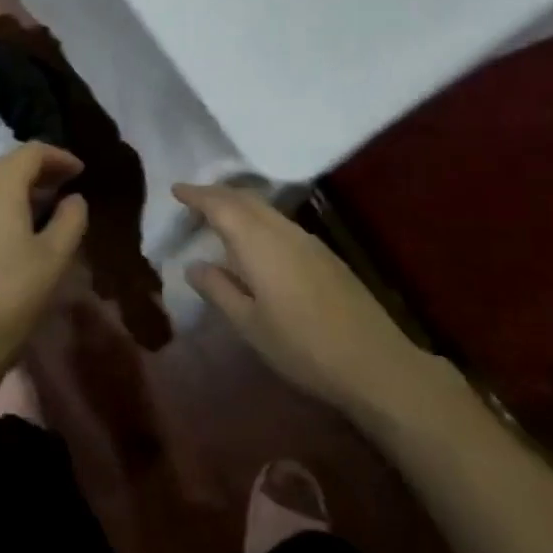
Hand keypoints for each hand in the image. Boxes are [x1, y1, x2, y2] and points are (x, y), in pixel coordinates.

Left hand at [0, 143, 87, 388]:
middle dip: (41, 168)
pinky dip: (6, 202)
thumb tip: (74, 199)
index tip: (82, 171)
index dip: (58, 156)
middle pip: (8, 164)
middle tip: (69, 183)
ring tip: (51, 203)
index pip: (30, 153)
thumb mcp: (55, 257)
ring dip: (23, 185)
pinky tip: (23, 226)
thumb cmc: (15, 296)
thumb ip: (71, 219)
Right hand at [176, 184, 426, 417]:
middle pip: (246, 199)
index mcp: (259, 244)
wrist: (375, 363)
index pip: (221, 206)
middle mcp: (284, 231)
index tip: (176, 189)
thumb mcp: (250, 325)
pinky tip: (256, 240)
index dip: (197, 195)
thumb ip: (219, 290)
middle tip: (193, 200)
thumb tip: (194, 265)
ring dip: (239, 205)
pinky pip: (281, 223)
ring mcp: (309, 241)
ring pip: (266, 209)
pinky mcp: (326, 255)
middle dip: (217, 194)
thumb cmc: (303, 347)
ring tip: (219, 217)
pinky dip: (259, 219)